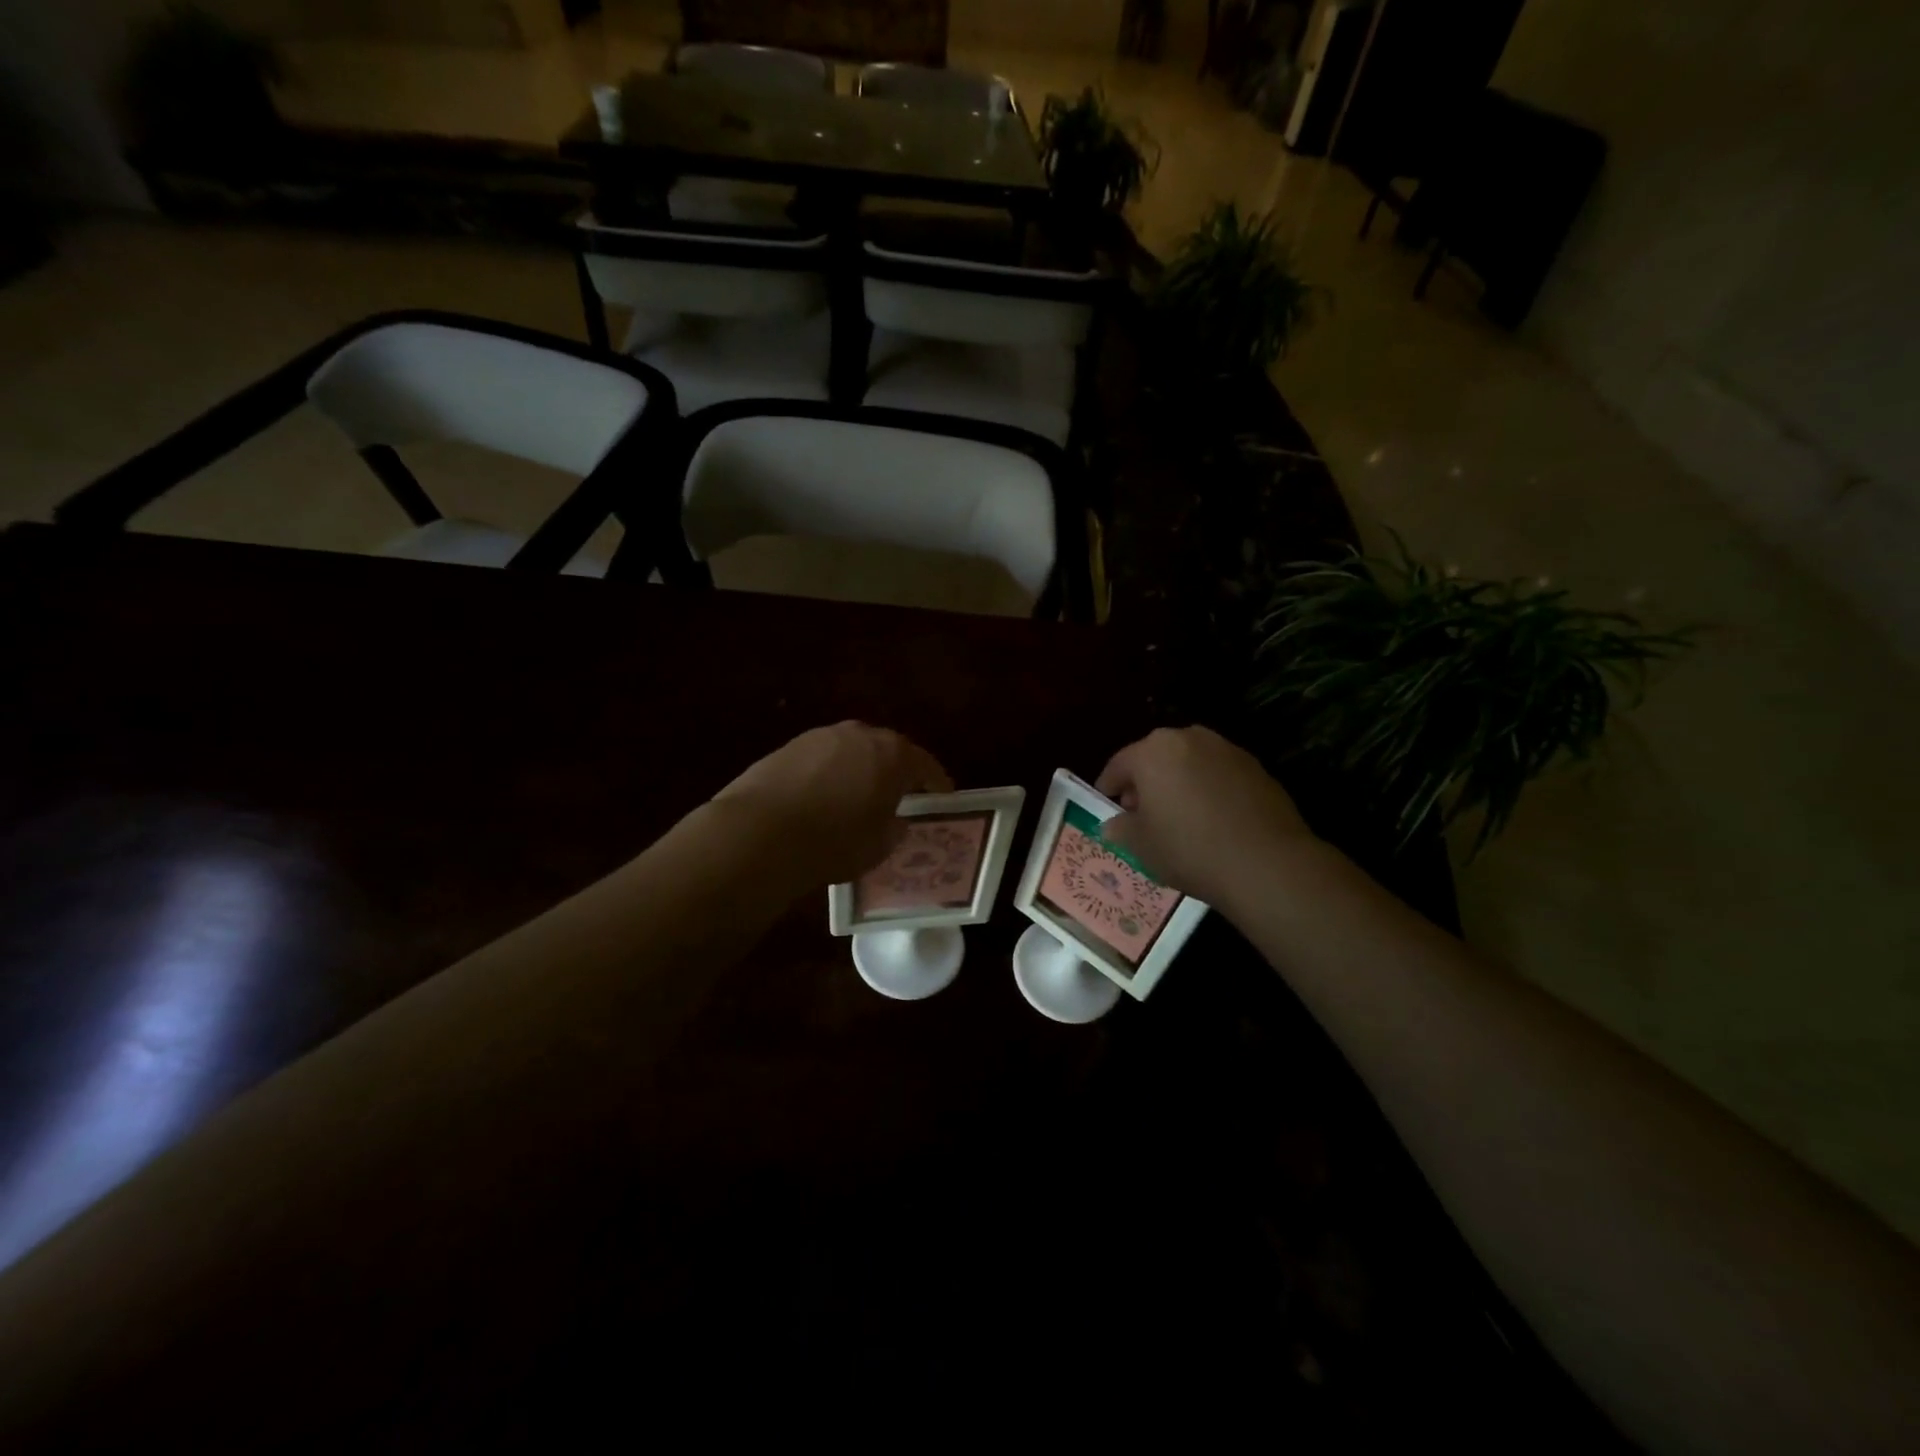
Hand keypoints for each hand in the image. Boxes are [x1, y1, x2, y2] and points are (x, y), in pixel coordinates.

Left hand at [710, 722, 951, 886]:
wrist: (761, 833)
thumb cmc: (834, 842)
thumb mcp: (879, 845)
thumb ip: (894, 828)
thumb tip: (896, 820)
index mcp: (893, 755)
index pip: (926, 766)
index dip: (937, 783)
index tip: (943, 796)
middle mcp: (861, 735)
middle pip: (889, 750)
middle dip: (897, 771)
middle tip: (902, 794)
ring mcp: (822, 736)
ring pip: (853, 751)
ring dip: (861, 769)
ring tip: (860, 795)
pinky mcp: (790, 746)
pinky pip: (824, 759)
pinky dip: (831, 773)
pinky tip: (824, 797)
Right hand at [1096, 726, 1315, 907]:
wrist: (1266, 863)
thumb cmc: (1189, 848)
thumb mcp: (1141, 845)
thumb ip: (1120, 828)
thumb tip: (1114, 824)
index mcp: (1152, 751)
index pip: (1118, 765)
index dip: (1109, 788)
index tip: (1108, 808)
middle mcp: (1188, 738)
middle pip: (1155, 758)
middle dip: (1145, 783)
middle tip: (1141, 815)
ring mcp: (1226, 750)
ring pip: (1189, 764)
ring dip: (1178, 783)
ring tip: (1179, 818)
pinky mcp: (1256, 767)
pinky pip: (1218, 775)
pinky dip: (1208, 790)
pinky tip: (1212, 821)